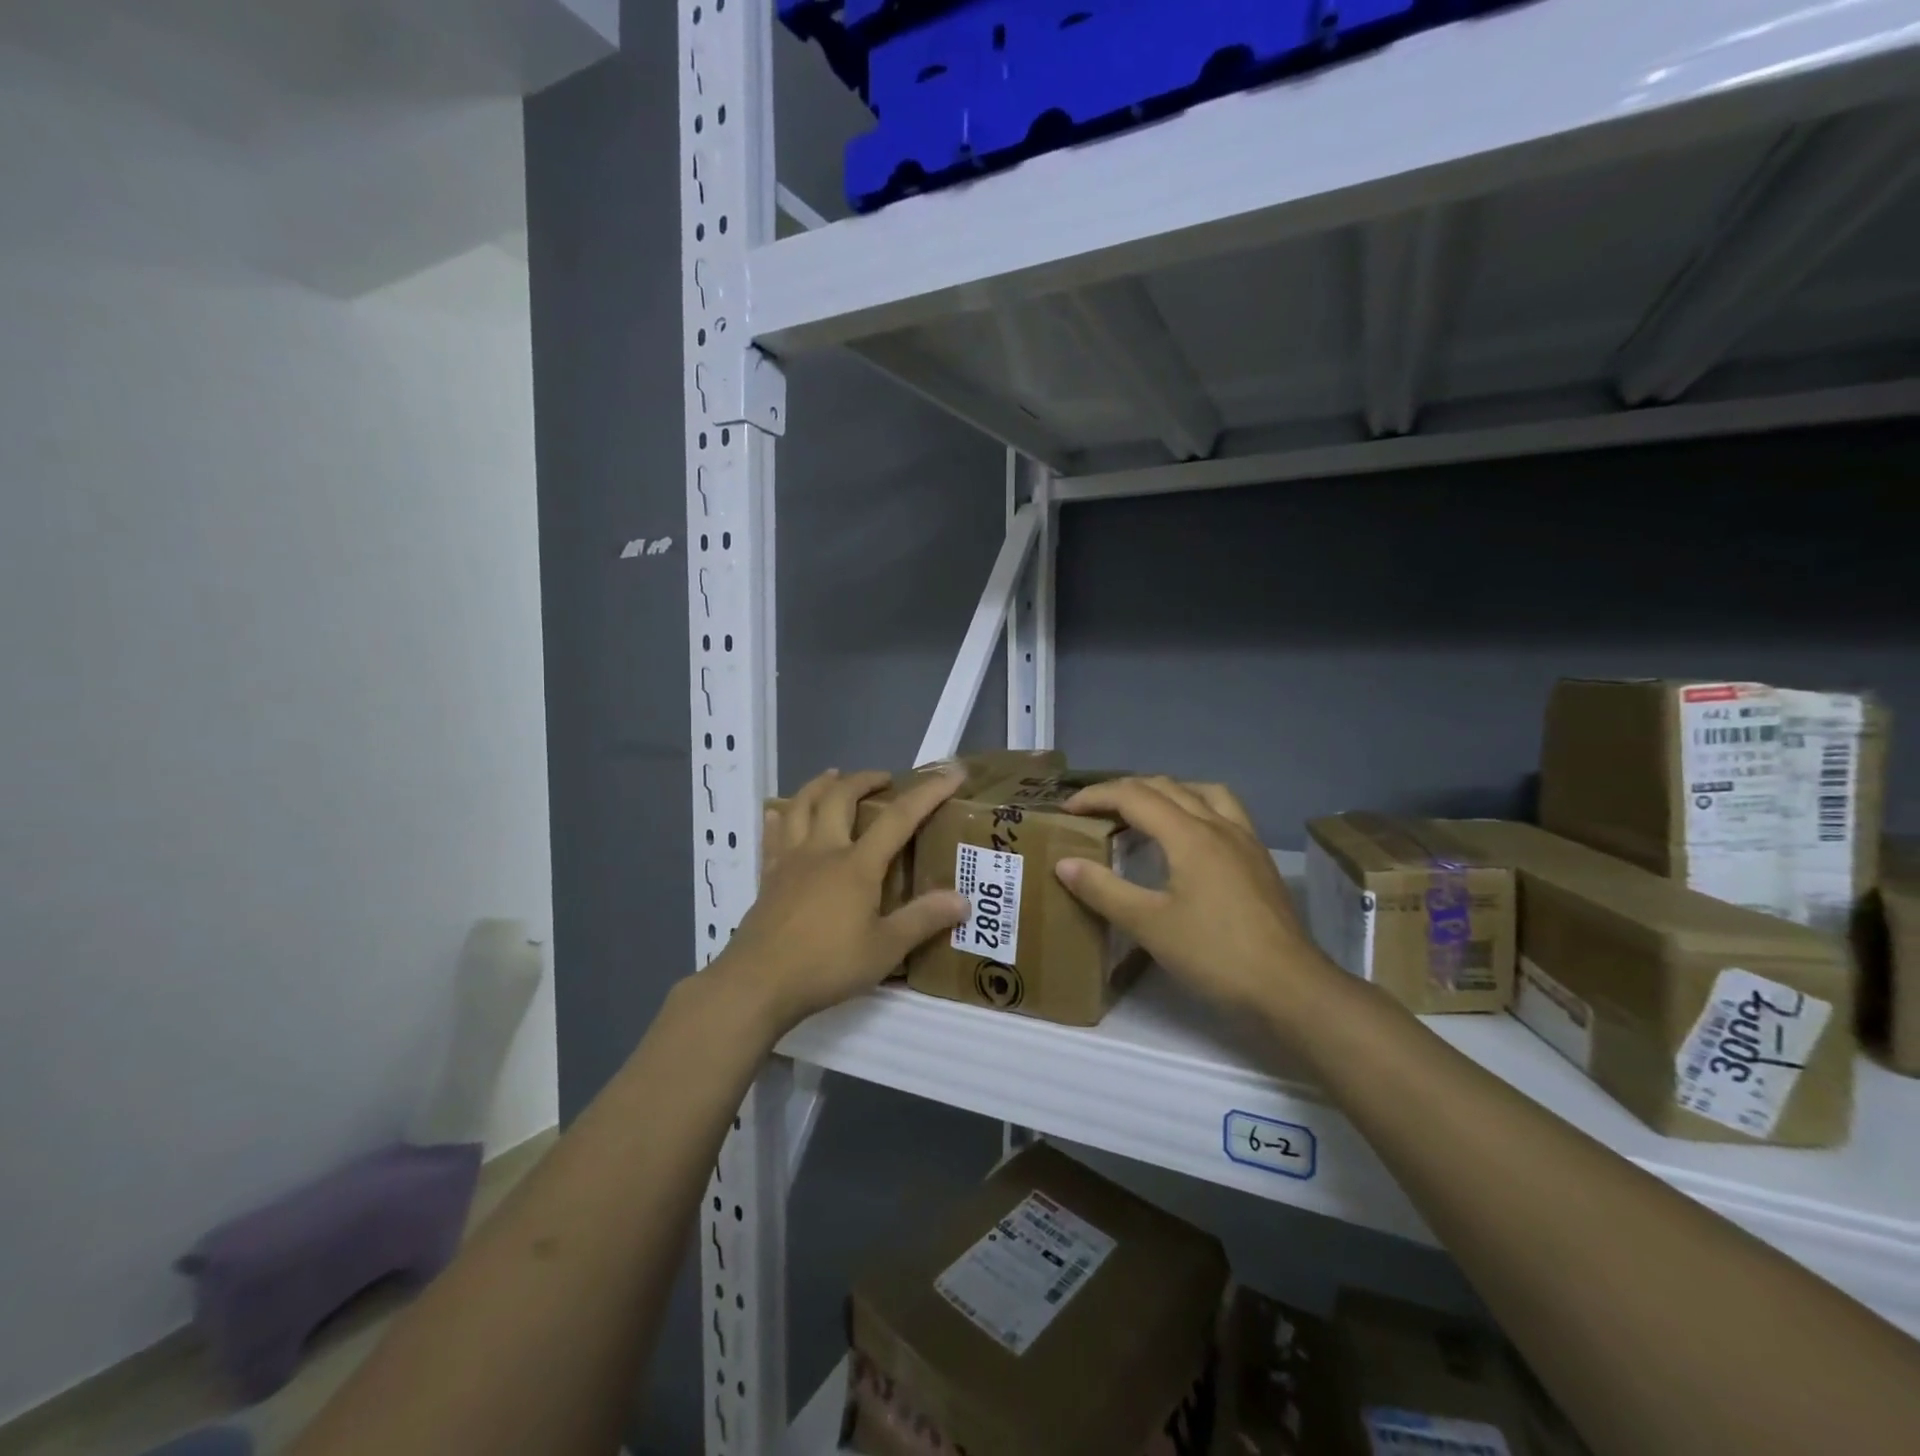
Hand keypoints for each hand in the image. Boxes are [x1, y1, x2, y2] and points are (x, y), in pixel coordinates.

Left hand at [715, 767, 969, 1035]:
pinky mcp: (768, 877)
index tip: (952, 773)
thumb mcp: (885, 949)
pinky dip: (780, 817)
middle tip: (883, 779)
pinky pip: (773, 836)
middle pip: (840, 797)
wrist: (758, 982)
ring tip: (834, 777)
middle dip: (865, 780)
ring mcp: (790, 861)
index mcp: (856, 864)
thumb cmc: (826, 964)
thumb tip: (963, 900)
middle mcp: (823, 851)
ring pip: (801, 806)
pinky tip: (780, 814)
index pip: (899, 818)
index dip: (928, 792)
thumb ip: (923, 920)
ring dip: (820, 785)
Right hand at [1054, 777, 1329, 1022]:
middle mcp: (1219, 825)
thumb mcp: (1148, 925)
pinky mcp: (1259, 859)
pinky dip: (1194, 808)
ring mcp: (1245, 840)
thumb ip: (1103, 889)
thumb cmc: (1215, 954)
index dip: (1096, 796)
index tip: (1067, 810)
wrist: (1290, 987)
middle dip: (1124, 791)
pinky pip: (1223, 812)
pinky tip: (1187, 840)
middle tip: (1095, 811)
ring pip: (1201, 792)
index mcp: (1189, 835)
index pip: (1134, 796)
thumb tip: (1064, 863)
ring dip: (1165, 792)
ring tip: (1142, 813)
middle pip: (1166, 786)